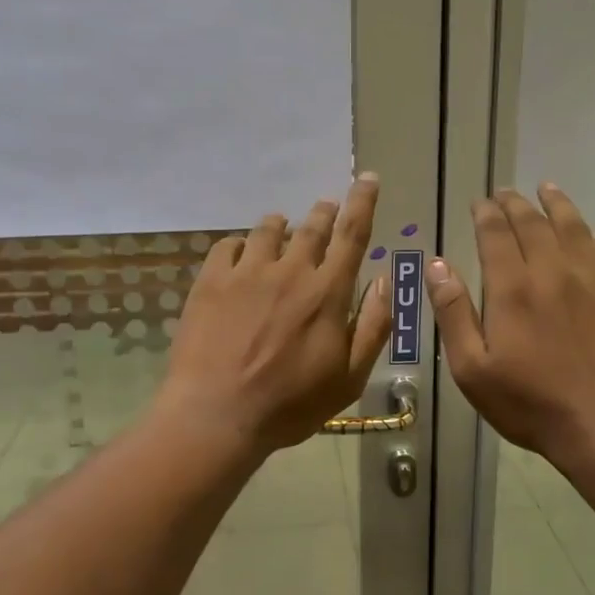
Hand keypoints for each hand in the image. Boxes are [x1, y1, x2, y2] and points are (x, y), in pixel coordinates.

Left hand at [157, 175, 392, 454]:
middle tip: (327, 207)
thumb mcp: (348, 378)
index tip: (368, 178)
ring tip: (283, 228)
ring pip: (268, 230)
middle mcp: (289, 271)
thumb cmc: (290, 404)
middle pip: (311, 226)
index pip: (352, 235)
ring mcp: (246, 273)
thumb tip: (384, 280)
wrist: (216, 415)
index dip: (363, 202)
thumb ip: (373, 327)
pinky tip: (241, 254)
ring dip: (282, 225)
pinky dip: (240, 245)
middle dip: (324, 212)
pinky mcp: (210, 282)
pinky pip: (227, 246)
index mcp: (327, 293)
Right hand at [427, 185, 594, 467]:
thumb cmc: (529, 403)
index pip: (495, 235)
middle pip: (533, 224)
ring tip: (548, 189)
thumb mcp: (472, 368)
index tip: (479, 202)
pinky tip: (589, 236)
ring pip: (573, 229)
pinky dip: (593, 238)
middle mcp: (552, 273)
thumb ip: (453, 312)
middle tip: (505, 192)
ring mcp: (592, 283)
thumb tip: (436, 265)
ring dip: (558, 205)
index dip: (485, 214)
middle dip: (516, 204)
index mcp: (512, 289)